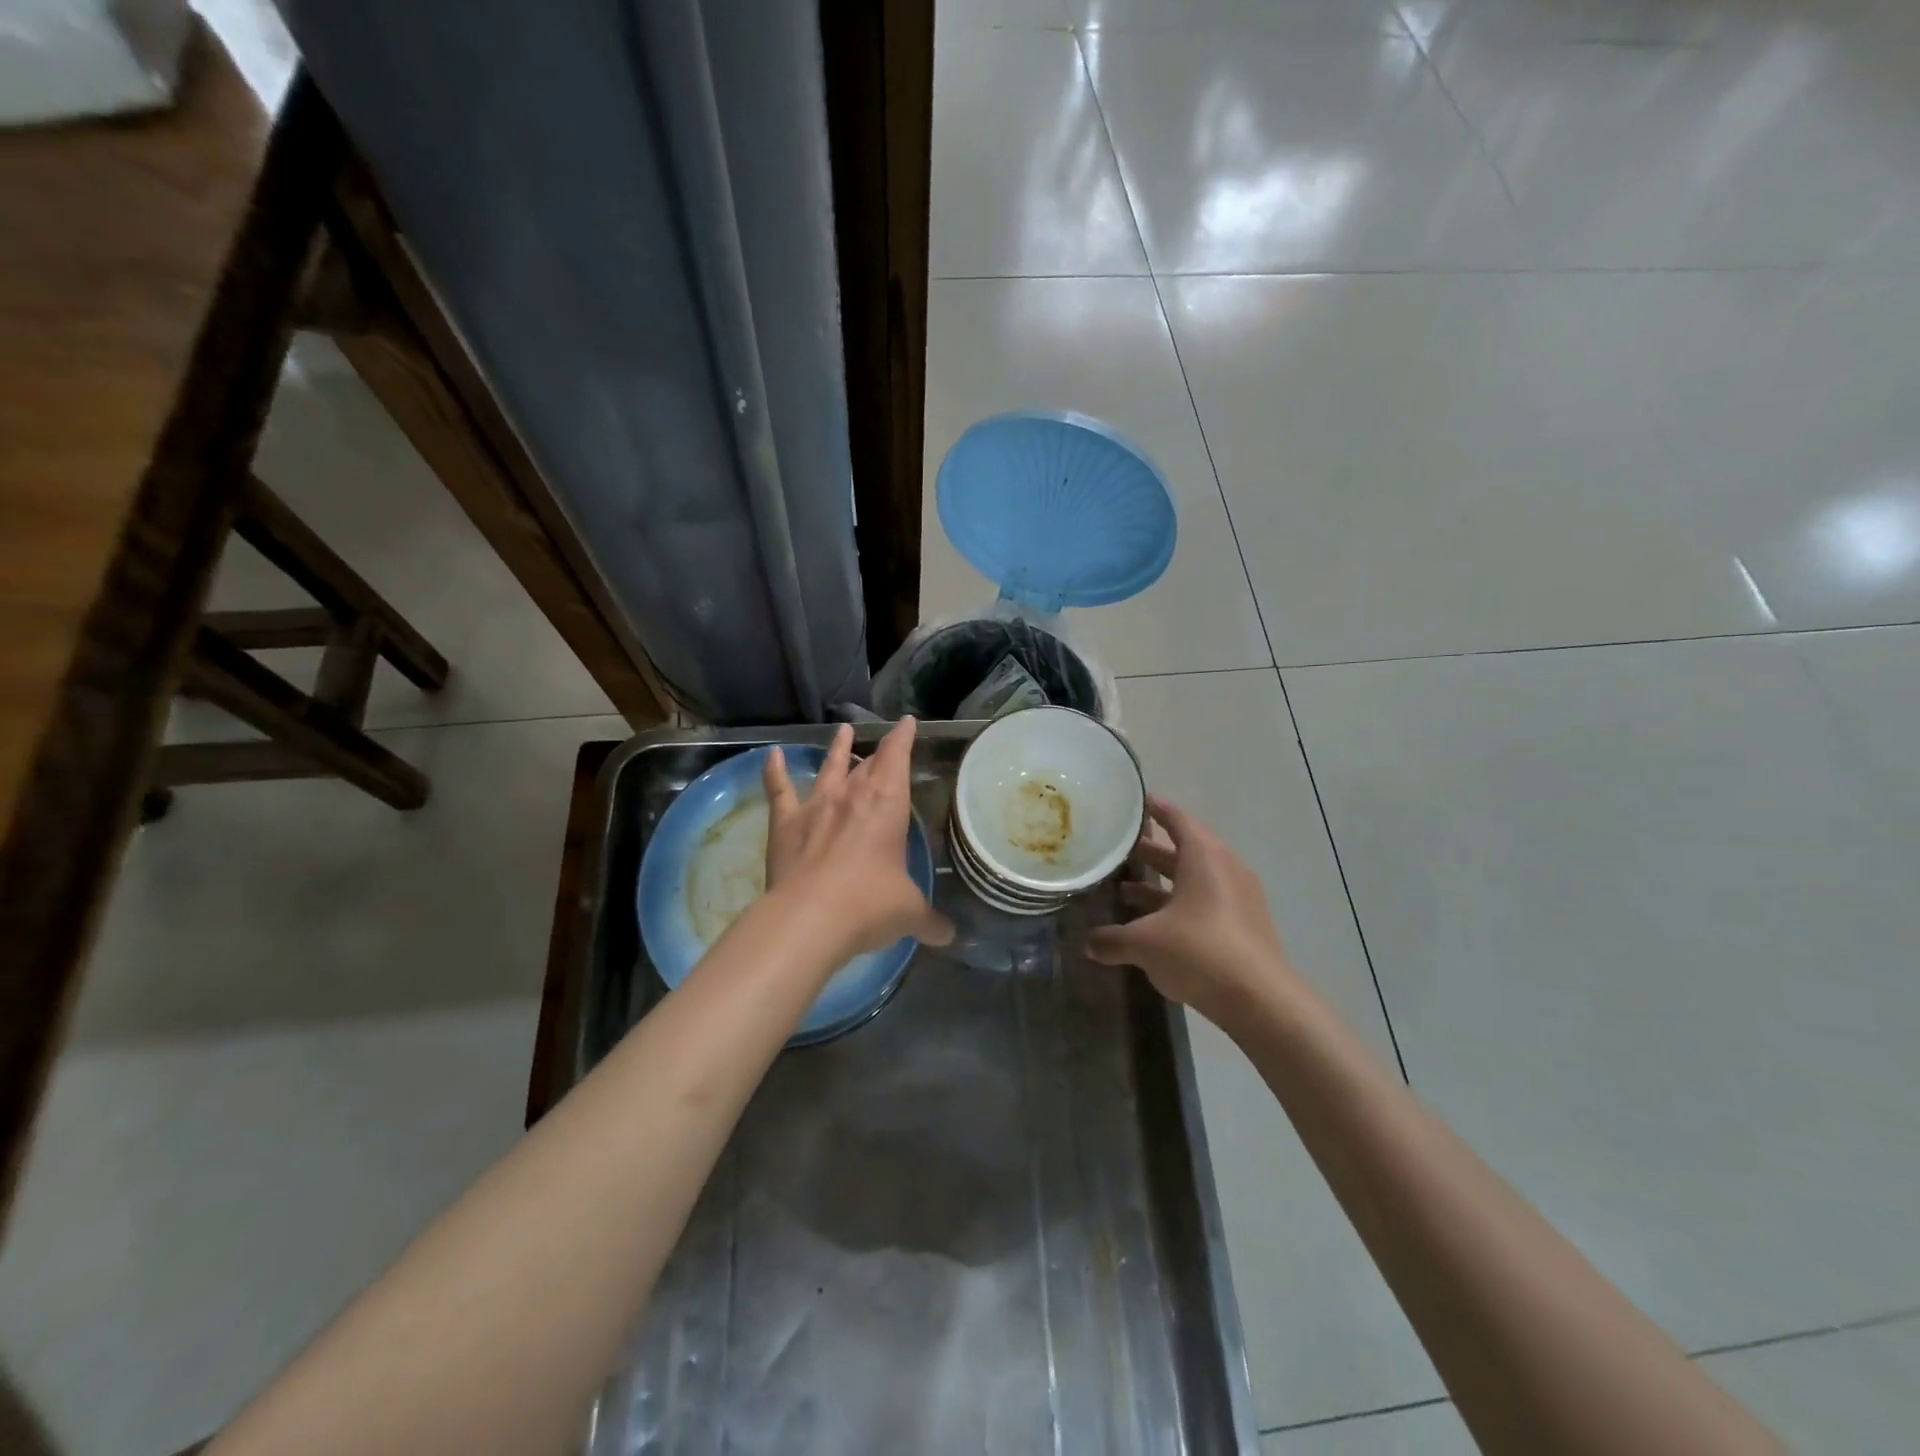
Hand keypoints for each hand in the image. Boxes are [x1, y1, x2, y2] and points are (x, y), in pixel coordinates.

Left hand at [763, 718, 953, 959]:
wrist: (809, 919)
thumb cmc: (870, 905)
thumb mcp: (909, 913)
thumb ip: (930, 920)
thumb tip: (949, 935)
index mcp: (887, 804)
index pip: (898, 757)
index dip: (904, 738)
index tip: (907, 722)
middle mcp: (852, 795)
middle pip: (867, 764)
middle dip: (878, 752)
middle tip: (885, 744)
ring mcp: (816, 806)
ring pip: (829, 768)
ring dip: (836, 749)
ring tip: (841, 731)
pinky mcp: (786, 824)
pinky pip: (779, 791)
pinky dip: (774, 772)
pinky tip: (772, 755)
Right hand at [1087, 796, 1296, 1028]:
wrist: (1261, 1000)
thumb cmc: (1199, 952)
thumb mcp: (1145, 944)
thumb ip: (1113, 940)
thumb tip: (1088, 944)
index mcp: (1204, 857)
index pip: (1178, 820)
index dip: (1156, 810)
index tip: (1136, 802)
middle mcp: (1225, 869)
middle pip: (1185, 849)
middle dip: (1152, 850)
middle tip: (1120, 848)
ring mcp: (1240, 897)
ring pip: (1195, 879)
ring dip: (1163, 882)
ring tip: (1126, 889)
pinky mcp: (1246, 925)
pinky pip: (1207, 902)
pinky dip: (1180, 904)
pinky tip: (1155, 924)